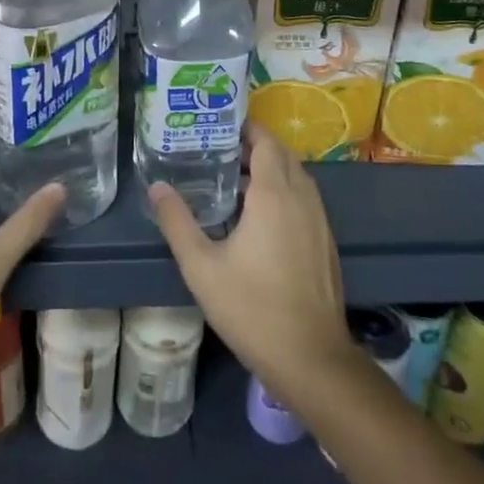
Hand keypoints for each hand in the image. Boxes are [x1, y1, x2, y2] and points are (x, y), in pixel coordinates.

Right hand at [149, 124, 356, 405]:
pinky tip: (260, 214)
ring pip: (297, 177)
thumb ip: (177, 222)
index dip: (247, 128)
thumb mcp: (201, 266)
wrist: (311, 359)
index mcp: (274, 195)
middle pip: (283, 155)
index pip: (266, 143)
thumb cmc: (252, 308)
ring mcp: (319, 221)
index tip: (220, 124)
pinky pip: (305, 199)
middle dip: (256, 145)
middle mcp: (301, 198)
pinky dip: (285, 190)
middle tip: (220, 148)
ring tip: (236, 176)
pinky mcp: (326, 243)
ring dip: (272, 168)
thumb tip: (157, 187)